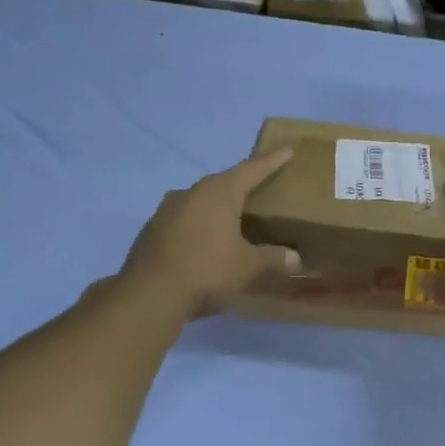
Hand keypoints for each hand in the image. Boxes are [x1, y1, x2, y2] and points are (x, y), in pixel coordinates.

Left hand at [118, 148, 300, 318]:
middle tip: (260, 187)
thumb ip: (273, 259)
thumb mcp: (248, 267)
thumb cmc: (207, 271)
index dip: (272, 160)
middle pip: (223, 182)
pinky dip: (200, 225)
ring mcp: (166, 211)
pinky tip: (207, 241)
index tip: (287, 149)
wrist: (148, 296)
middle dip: (242, 184)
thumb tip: (295, 259)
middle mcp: (191, 193)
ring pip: (200, 201)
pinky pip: (184, 219)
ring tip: (233, 217)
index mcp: (218, 192)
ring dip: (217, 206)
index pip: (252, 169)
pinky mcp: (152, 231)